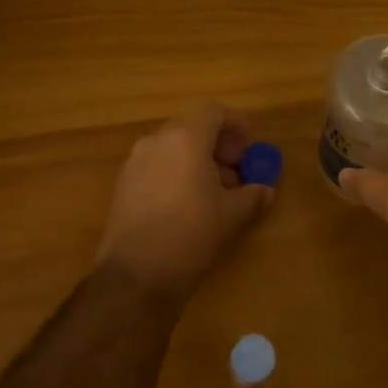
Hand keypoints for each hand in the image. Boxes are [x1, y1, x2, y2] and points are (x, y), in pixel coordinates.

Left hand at [96, 104, 273, 302]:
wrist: (136, 275)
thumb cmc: (192, 234)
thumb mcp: (233, 214)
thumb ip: (253, 194)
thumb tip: (264, 189)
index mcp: (185, 138)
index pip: (214, 112)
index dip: (236, 125)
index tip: (249, 150)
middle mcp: (156, 141)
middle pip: (192, 128)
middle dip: (219, 146)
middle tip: (237, 172)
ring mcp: (135, 162)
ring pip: (174, 147)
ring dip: (198, 160)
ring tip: (216, 193)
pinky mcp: (123, 184)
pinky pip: (157, 165)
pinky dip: (177, 173)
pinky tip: (189, 205)